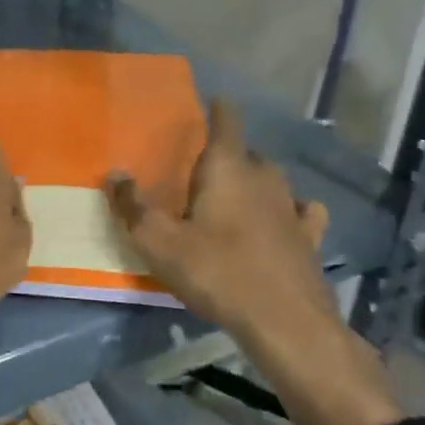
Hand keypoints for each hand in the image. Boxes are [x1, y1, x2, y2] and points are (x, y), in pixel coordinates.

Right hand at [106, 99, 399, 424]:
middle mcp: (264, 176)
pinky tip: (285, 219)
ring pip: (272, 179)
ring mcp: (292, 206)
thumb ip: (133, 206)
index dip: (217, 108)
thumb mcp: (159, 243)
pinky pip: (300, 210)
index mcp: (227, 168)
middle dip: (226, 154)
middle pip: (246, 152)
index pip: (226, 121)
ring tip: (235, 195)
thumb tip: (115, 174)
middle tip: (202, 171)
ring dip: (254, 181)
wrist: (285, 323)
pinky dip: (289, 209)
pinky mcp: (310, 237)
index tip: (210, 102)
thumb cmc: (217, 272)